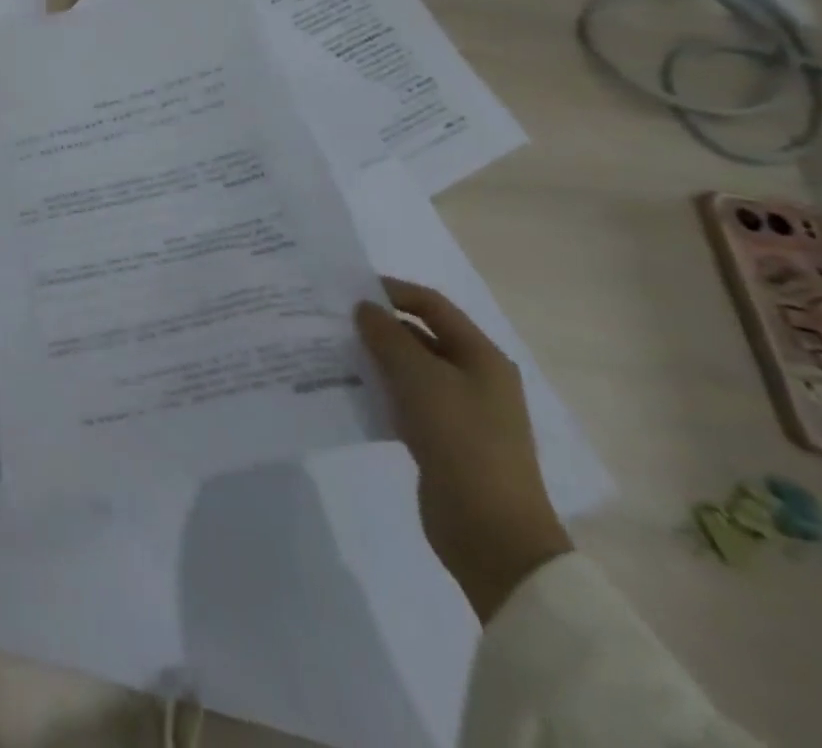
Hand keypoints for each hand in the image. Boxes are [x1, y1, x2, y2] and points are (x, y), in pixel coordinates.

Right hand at [355, 278, 571, 622]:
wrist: (491, 532)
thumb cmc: (461, 440)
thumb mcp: (419, 378)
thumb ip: (388, 336)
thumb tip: (365, 308)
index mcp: (481, 357)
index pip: (432, 305)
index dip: (391, 290)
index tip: (346, 290)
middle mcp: (474, 377)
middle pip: (420, 335)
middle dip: (377, 326)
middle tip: (331, 320)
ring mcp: (460, 411)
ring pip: (409, 369)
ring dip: (374, 358)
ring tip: (330, 351)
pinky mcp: (442, 439)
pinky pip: (404, 400)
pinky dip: (378, 390)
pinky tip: (347, 390)